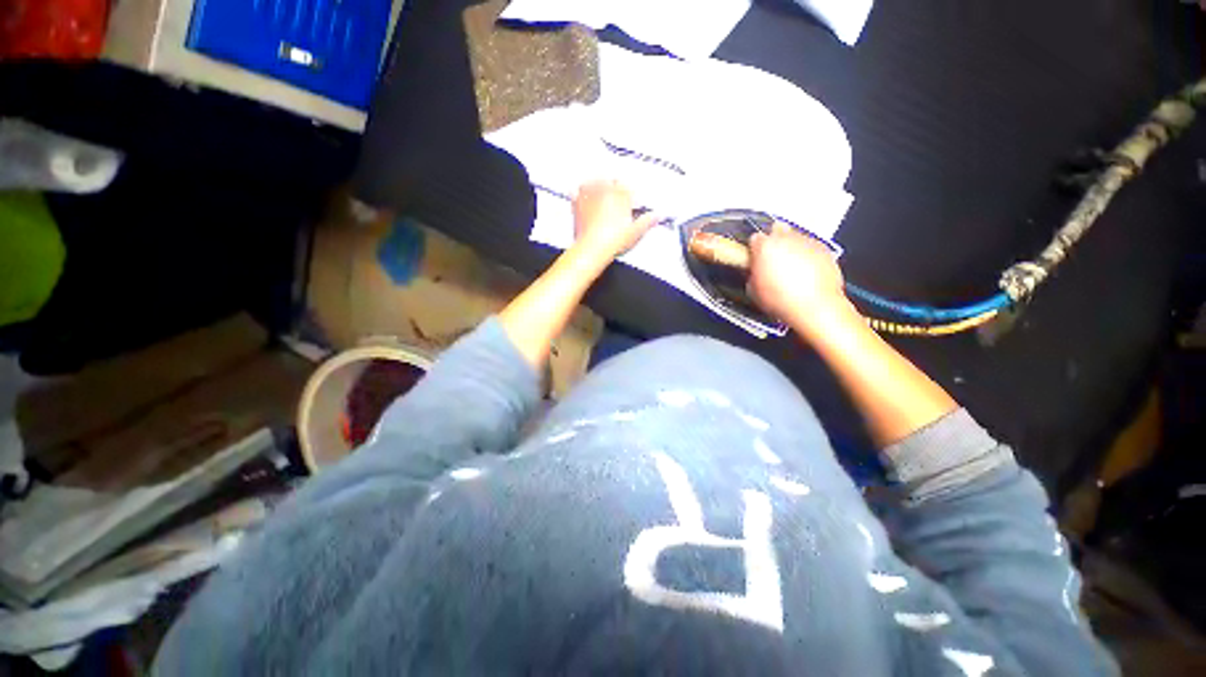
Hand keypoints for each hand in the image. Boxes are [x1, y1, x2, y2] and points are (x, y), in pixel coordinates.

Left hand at [572, 181, 659, 260]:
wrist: (593, 248)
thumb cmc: (614, 240)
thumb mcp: (635, 232)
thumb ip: (647, 221)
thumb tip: (657, 216)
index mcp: (621, 195)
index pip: (626, 186)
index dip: (627, 193)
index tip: (628, 200)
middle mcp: (605, 190)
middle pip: (609, 180)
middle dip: (612, 186)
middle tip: (614, 196)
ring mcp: (589, 195)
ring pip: (592, 182)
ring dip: (595, 185)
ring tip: (598, 191)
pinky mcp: (576, 204)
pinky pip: (575, 192)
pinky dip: (578, 193)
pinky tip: (580, 196)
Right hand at [747, 222, 853, 334]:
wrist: (814, 307)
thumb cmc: (783, 299)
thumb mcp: (753, 290)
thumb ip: (752, 274)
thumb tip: (754, 272)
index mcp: (765, 246)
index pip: (755, 238)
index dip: (754, 249)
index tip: (755, 257)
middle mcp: (786, 238)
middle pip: (777, 229)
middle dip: (774, 241)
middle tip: (772, 258)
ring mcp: (807, 242)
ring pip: (796, 237)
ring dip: (792, 248)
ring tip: (790, 268)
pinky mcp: (824, 249)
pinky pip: (812, 247)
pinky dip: (808, 255)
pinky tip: (805, 272)